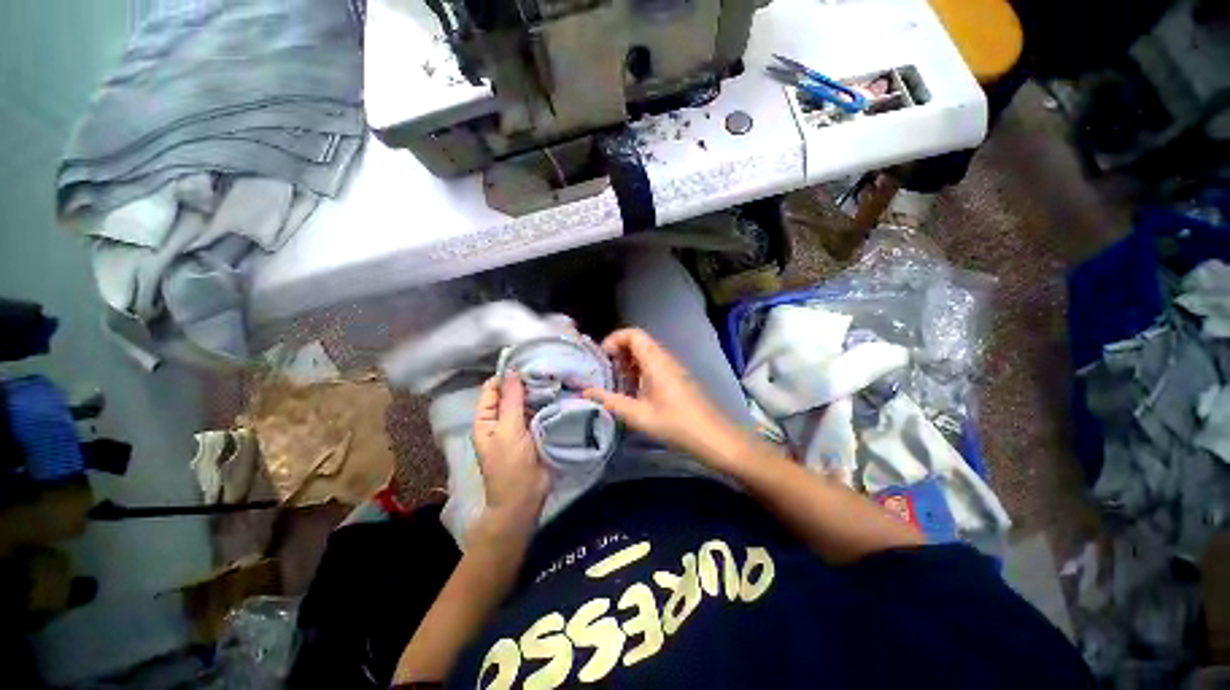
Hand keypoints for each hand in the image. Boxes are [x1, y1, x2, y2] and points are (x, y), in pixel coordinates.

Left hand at [473, 372, 549, 537]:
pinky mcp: (536, 431)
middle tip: (547, 370)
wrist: (524, 499)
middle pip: (512, 394)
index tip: (528, 364)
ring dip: (538, 393)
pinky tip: (560, 394)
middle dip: (526, 383)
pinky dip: (547, 404)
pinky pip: (540, 412)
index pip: (493, 389)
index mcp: (486, 418)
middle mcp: (502, 419)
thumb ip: (511, 400)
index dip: (507, 376)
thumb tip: (512, 371)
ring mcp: (520, 426)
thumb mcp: (508, 430)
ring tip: (556, 378)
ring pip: (528, 402)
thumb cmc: (510, 465)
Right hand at [583, 328, 749, 468]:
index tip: (602, 357)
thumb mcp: (638, 415)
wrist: (712, 436)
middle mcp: (665, 358)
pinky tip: (634, 392)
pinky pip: (654, 365)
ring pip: (646, 354)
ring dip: (629, 363)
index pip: (633, 334)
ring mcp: (672, 367)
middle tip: (606, 372)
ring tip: (617, 383)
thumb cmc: (675, 423)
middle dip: (619, 352)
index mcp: (656, 361)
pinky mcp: (676, 377)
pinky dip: (639, 371)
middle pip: (639, 342)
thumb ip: (611, 402)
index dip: (614, 339)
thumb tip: (586, 393)